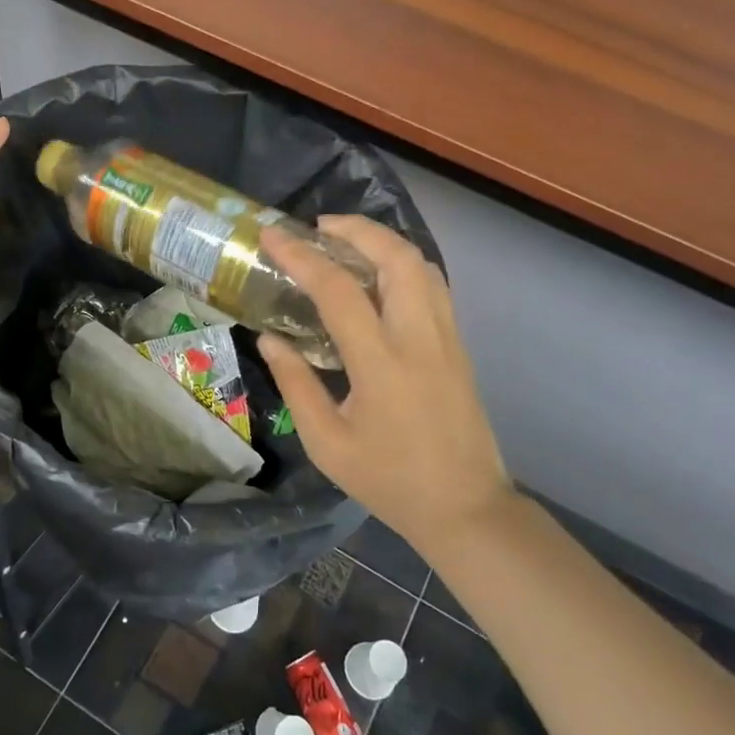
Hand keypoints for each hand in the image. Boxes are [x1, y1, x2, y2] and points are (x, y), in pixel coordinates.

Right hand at [259, 215, 511, 553]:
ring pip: (421, 264)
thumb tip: (269, 339)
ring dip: (382, 241)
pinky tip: (378, 275)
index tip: (273, 236)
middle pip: (396, 257)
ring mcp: (446, 337)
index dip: (302, 257)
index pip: (338, 291)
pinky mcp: (457, 345)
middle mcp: (419, 338)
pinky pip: (432, 285)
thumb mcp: (327, 443)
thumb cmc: (390, 480)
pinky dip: (402, 263)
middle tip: (317, 227)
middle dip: (355, 229)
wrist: (465, 506)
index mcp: (382, 364)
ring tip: (345, 242)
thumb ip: (296, 384)